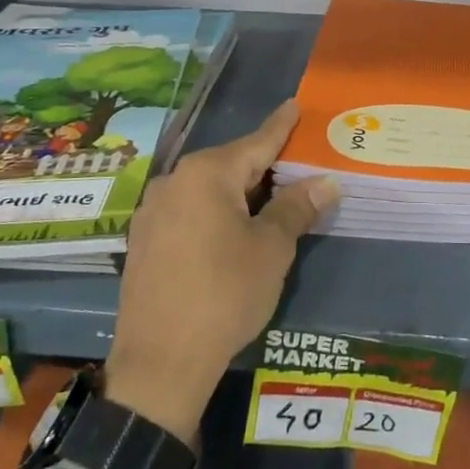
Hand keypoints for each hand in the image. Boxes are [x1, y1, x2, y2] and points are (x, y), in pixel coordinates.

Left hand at [104, 101, 338, 445]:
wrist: (160, 363)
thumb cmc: (224, 294)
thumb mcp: (271, 249)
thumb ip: (296, 207)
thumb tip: (325, 181)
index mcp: (207, 174)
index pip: (256, 142)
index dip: (280, 126)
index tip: (294, 105)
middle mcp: (174, 181)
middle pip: (230, 165)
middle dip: (263, 167)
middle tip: (295, 166)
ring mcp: (153, 212)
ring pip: (208, 190)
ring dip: (239, 194)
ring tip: (269, 202)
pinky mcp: (144, 241)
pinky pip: (189, 212)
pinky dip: (215, 213)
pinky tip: (231, 232)